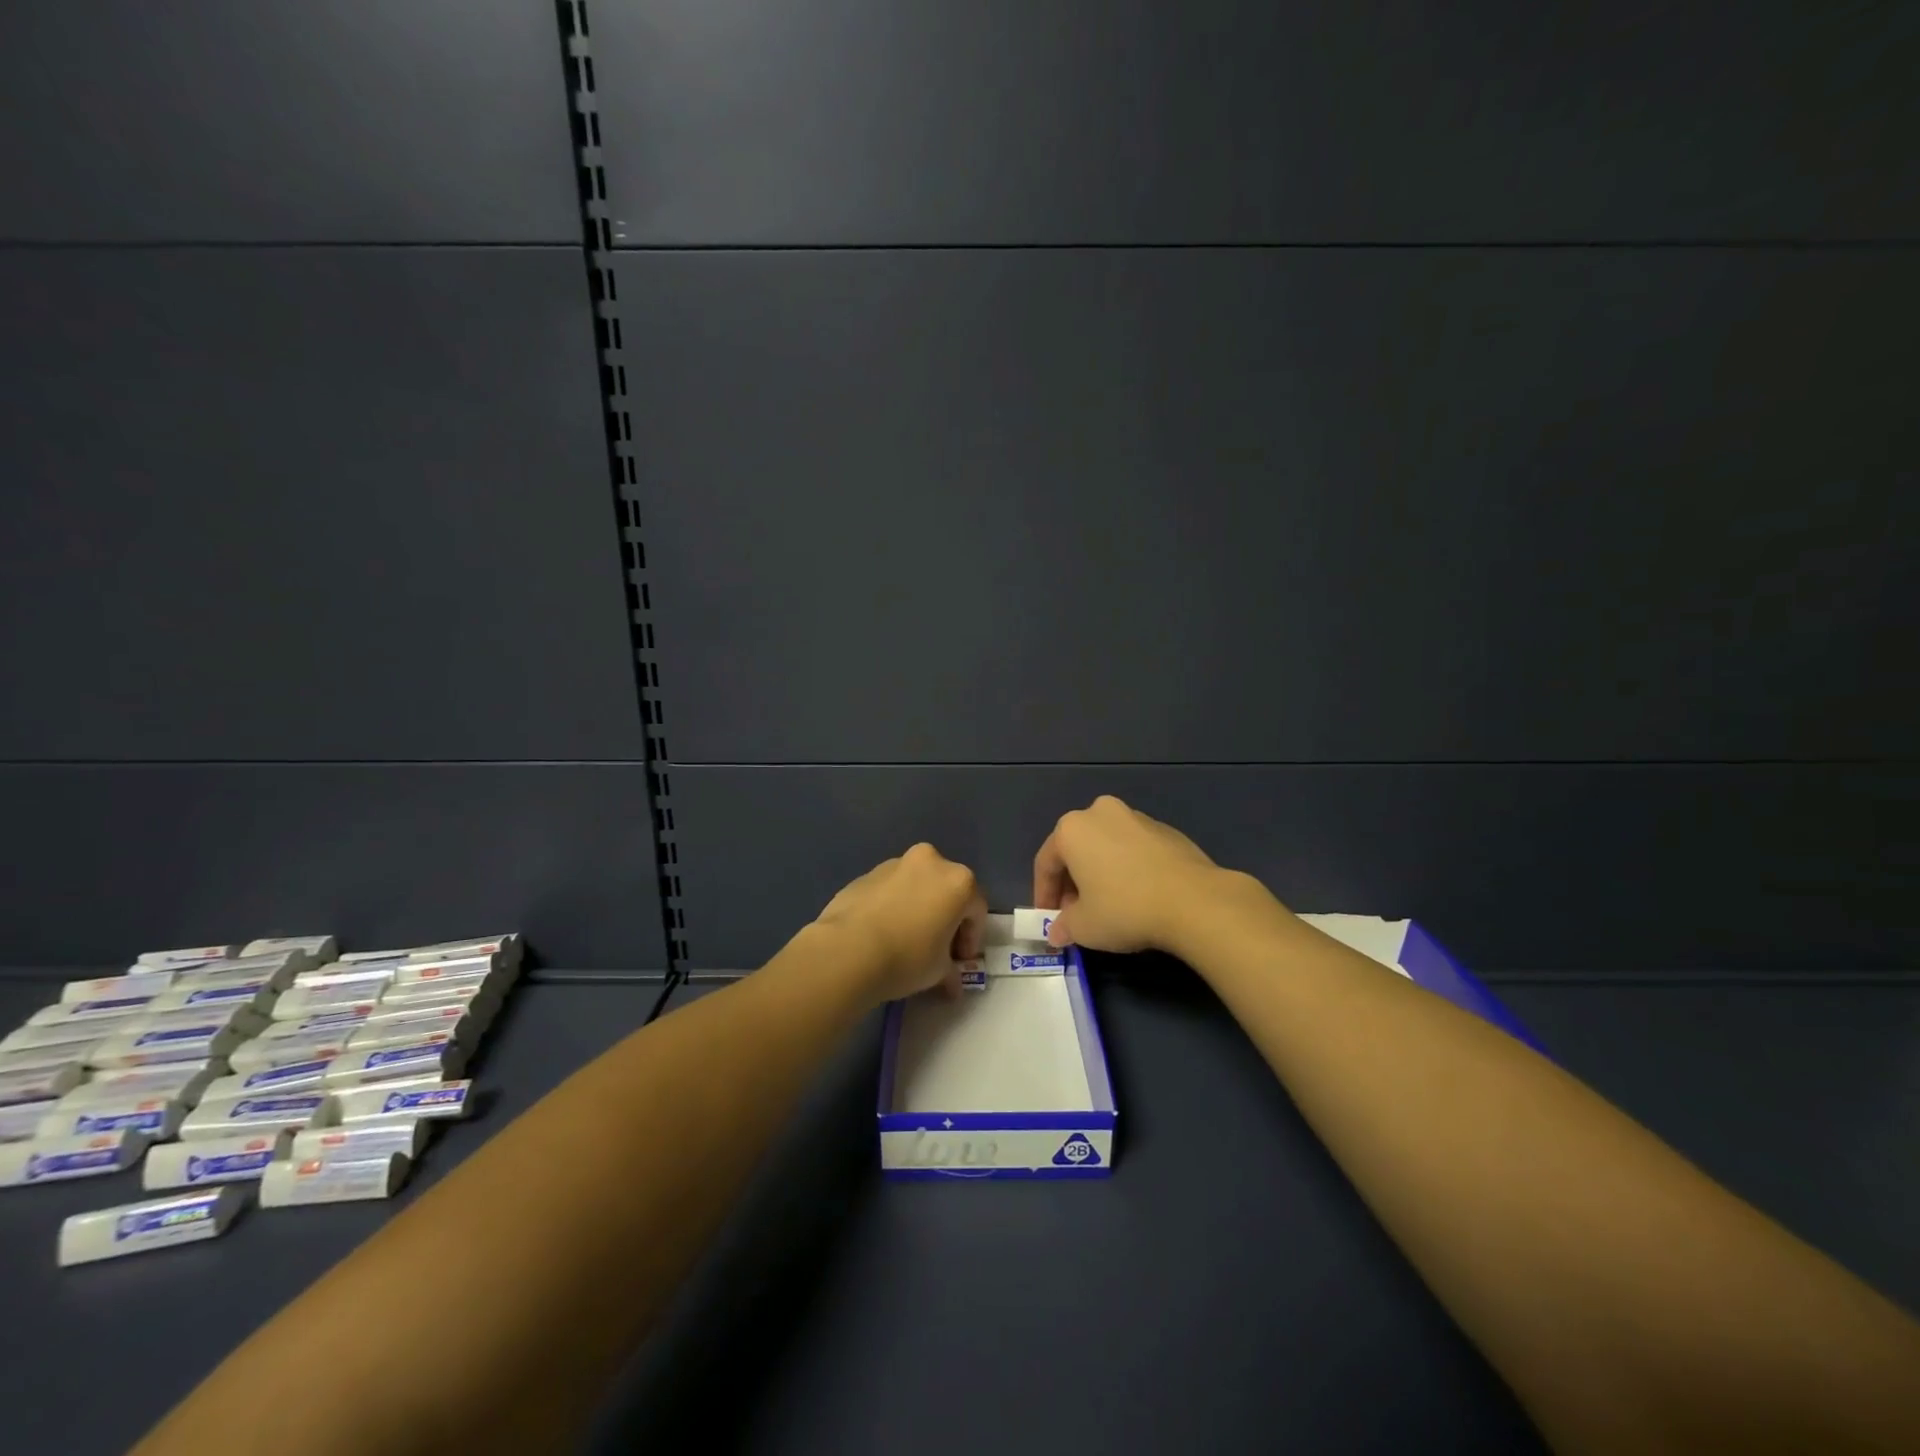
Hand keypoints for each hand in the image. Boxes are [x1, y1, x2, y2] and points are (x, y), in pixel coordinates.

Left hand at [815, 843, 987, 1002]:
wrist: (847, 950)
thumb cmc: (907, 957)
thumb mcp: (938, 970)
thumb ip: (950, 970)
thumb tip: (951, 982)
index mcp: (958, 881)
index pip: (976, 910)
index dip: (971, 938)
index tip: (960, 961)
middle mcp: (930, 862)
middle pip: (947, 890)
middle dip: (946, 918)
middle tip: (938, 948)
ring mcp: (895, 864)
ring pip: (917, 886)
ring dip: (918, 908)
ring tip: (906, 939)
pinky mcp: (866, 874)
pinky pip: (890, 889)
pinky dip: (893, 905)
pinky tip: (882, 932)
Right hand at [1033, 795, 1260, 953]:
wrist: (1194, 900)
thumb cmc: (1125, 908)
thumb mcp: (1084, 926)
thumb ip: (1064, 926)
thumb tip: (1057, 932)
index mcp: (1072, 828)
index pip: (1046, 862)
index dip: (1043, 894)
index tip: (1047, 918)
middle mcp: (1100, 813)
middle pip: (1076, 849)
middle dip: (1072, 882)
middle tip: (1076, 913)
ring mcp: (1136, 817)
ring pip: (1106, 846)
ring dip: (1100, 873)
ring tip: (1107, 905)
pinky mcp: (1166, 829)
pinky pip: (1134, 849)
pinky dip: (1128, 868)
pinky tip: (1137, 895)